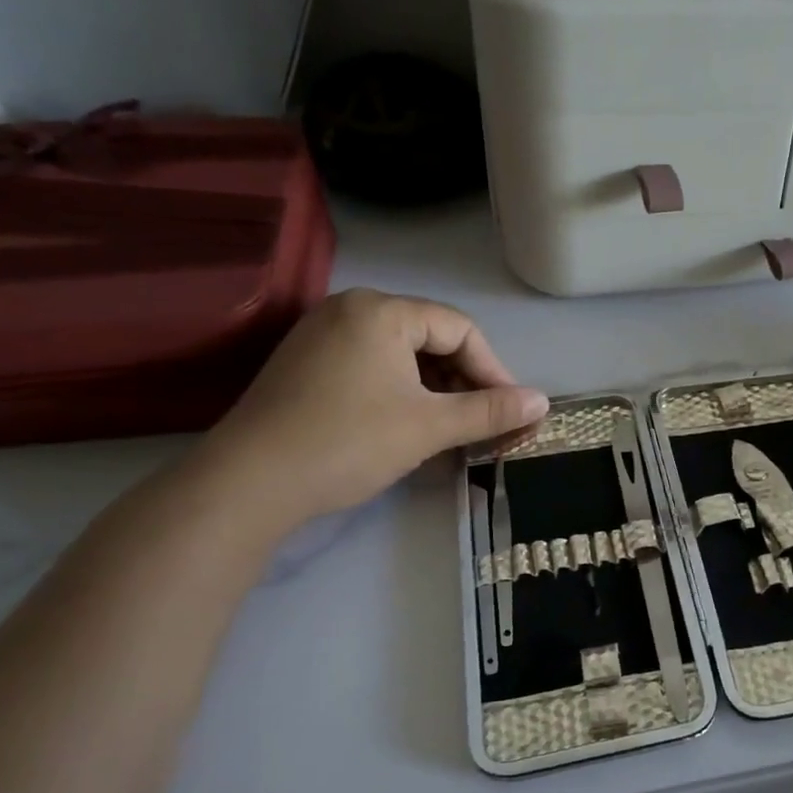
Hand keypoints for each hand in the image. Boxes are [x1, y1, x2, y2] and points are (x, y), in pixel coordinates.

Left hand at [194, 290, 548, 532]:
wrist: (248, 483)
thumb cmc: (349, 442)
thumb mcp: (430, 426)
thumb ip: (491, 411)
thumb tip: (543, 402)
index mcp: (381, 311)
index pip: (460, 329)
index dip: (493, 370)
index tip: (510, 411)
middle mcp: (350, 309)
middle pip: (430, 339)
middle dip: (465, 382)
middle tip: (484, 423)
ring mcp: (321, 335)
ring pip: (401, 355)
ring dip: (436, 390)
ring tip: (452, 429)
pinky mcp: (305, 364)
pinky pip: (371, 366)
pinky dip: (402, 392)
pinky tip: (410, 425)